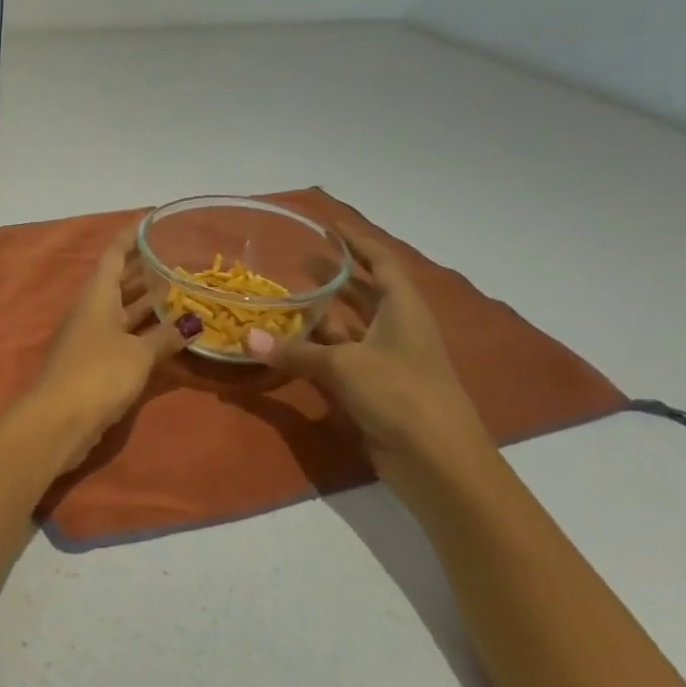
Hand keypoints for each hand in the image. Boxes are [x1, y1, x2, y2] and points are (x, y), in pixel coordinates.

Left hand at [19, 220, 194, 472]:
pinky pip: (125, 336)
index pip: (114, 253)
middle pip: (119, 281)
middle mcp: (92, 310)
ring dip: (148, 301)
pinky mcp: (95, 363)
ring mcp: (92, 337)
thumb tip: (194, 321)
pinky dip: (146, 331)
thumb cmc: (97, 374)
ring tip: (183, 289)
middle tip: (179, 257)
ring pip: (124, 310)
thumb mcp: (138, 353)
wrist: (58, 421)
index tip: (153, 220)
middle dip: (145, 268)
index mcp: (96, 295)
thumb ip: (166, 336)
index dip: (132, 235)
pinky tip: (170, 333)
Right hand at [245, 228, 492, 476]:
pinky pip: (339, 359)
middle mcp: (397, 329)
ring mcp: (386, 361)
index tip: (330, 225)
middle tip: (297, 260)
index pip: (382, 262)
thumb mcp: (344, 366)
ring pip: (348, 328)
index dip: (358, 241)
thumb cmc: (401, 395)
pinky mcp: (374, 389)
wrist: (438, 461)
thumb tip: (247, 339)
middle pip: (364, 293)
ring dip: (320, 315)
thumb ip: (296, 351)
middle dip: (335, 276)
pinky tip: (288, 345)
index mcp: (403, 309)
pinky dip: (315, 351)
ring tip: (283, 298)